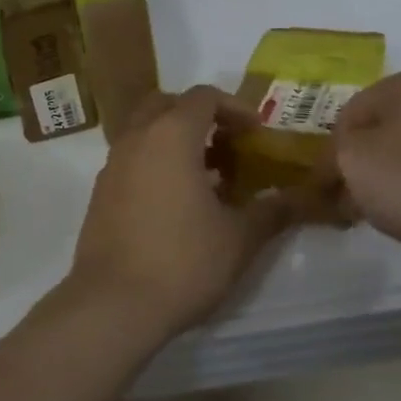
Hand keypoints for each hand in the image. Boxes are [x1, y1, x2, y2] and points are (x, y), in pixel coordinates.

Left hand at [65, 86, 296, 342]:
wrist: (112, 304)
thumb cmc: (182, 261)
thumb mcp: (239, 238)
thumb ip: (272, 211)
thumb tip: (299, 197)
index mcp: (171, 135)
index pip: (204, 96)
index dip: (234, 108)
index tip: (256, 133)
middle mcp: (137, 138)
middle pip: (168, 104)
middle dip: (199, 116)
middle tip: (227, 145)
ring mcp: (113, 164)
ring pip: (146, 130)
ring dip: (176, 140)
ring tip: (208, 177)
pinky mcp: (100, 192)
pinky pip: (132, 158)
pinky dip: (156, 162)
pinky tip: (178, 203)